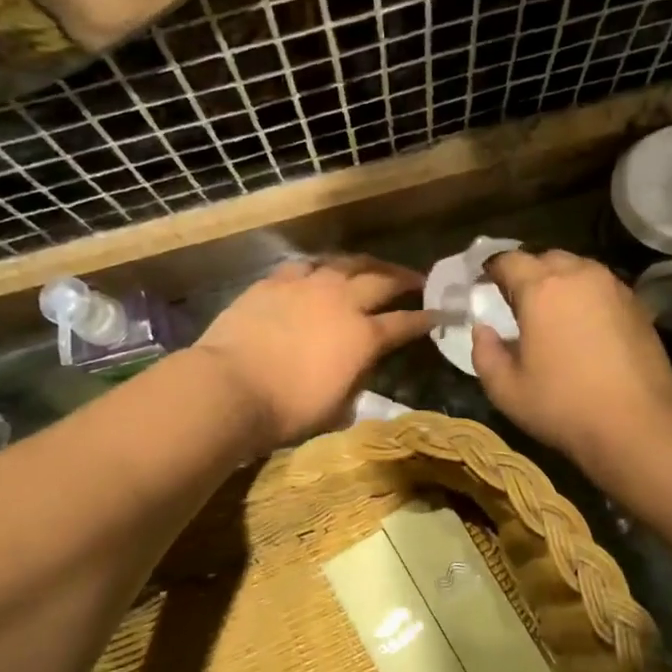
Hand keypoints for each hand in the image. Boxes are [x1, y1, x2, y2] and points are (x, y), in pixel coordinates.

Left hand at [193, 255, 432, 450]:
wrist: (230, 387)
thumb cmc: (288, 409)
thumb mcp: (337, 408)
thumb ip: (356, 382)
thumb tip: (361, 368)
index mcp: (364, 336)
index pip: (406, 323)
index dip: (426, 319)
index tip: (441, 314)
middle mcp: (342, 301)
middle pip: (382, 280)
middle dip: (404, 279)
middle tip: (416, 280)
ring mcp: (307, 285)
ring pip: (346, 262)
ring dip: (366, 264)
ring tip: (374, 267)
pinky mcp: (275, 281)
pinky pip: (306, 265)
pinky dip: (322, 267)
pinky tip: (322, 271)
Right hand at [472, 250, 671, 468]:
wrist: (637, 425)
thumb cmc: (563, 406)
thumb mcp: (506, 390)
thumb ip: (485, 353)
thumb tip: (483, 330)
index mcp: (541, 289)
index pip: (509, 260)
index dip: (493, 270)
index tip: (485, 286)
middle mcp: (579, 276)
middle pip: (546, 258)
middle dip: (528, 273)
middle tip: (518, 303)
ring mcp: (614, 288)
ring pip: (578, 269)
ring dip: (560, 283)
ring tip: (552, 313)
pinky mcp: (638, 305)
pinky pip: (602, 288)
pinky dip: (586, 297)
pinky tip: (584, 327)